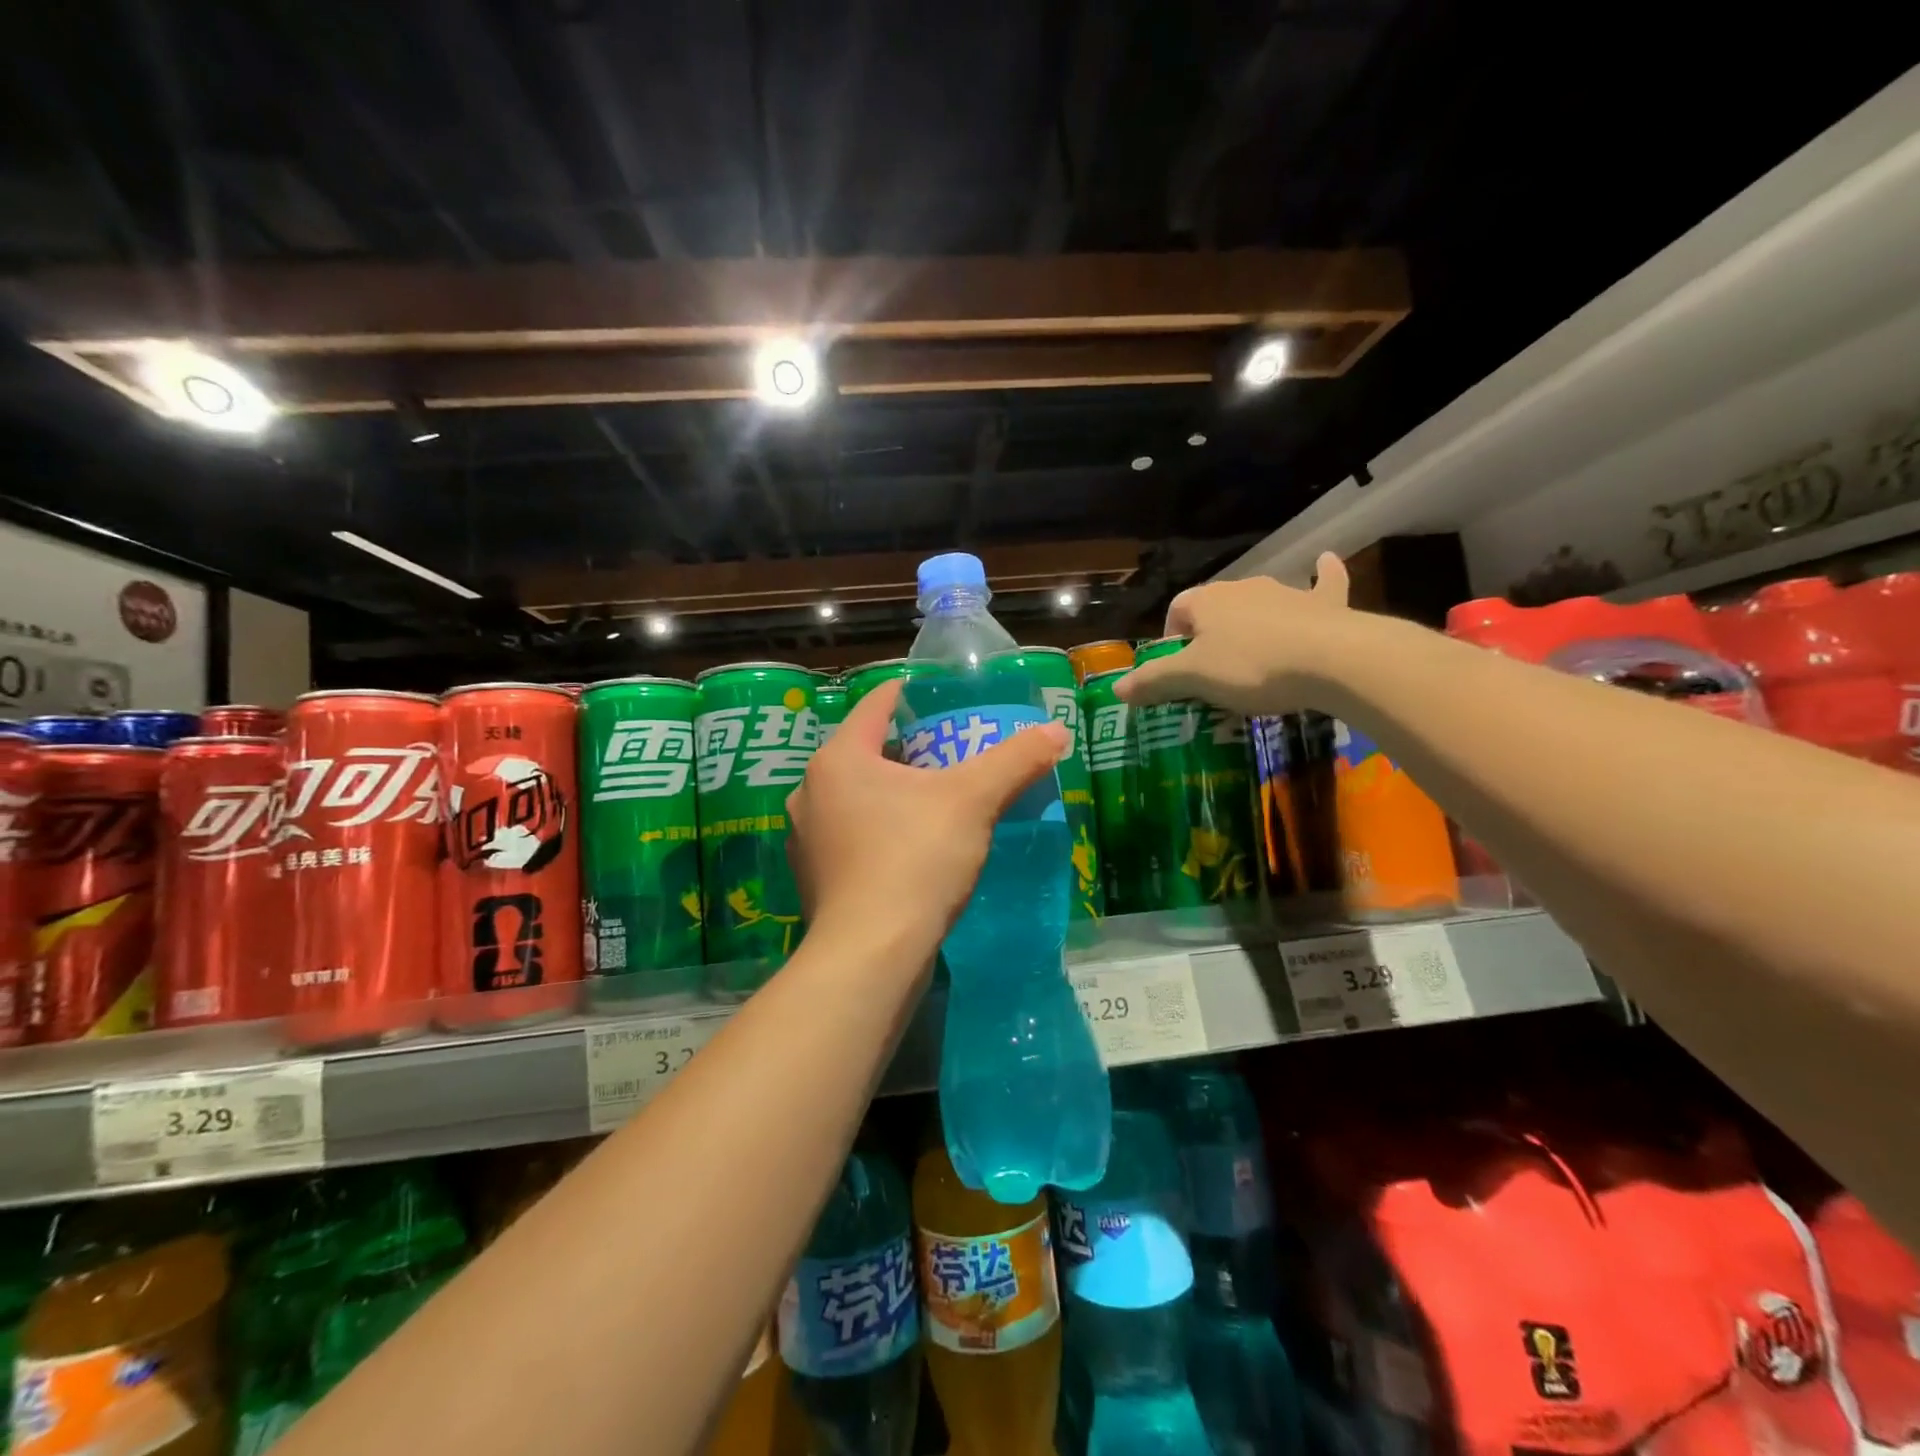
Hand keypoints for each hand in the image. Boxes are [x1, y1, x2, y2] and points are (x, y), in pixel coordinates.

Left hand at [785, 680, 1068, 971]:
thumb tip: (1057, 731)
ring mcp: (806, 839)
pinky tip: (911, 848)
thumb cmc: (914, 860)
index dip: (908, 695)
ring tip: (935, 800)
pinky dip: (879, 832)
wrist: (870, 955)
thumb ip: (1014, 761)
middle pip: (865, 753)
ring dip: (892, 794)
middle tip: (951, 753)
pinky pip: (851, 837)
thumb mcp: (973, 802)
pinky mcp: (814, 880)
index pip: (875, 706)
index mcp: (839, 759)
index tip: (939, 696)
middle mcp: (811, 792)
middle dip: (907, 749)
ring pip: (856, 798)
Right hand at [1117, 551, 1354, 715]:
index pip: (1177, 610)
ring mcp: (1285, 592)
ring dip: (1252, 621)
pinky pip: (1322, 582)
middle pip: (1216, 608)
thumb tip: (1117, 688)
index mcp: (1207, 601)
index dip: (1171, 638)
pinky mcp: (1323, 603)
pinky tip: (1326, 562)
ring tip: (1254, 656)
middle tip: (1214, 673)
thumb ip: (1154, 681)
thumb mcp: (1194, 679)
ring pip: (1259, 603)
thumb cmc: (1251, 667)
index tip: (1178, 670)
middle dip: (1210, 635)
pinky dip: (1323, 575)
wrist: (1332, 659)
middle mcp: (1242, 588)